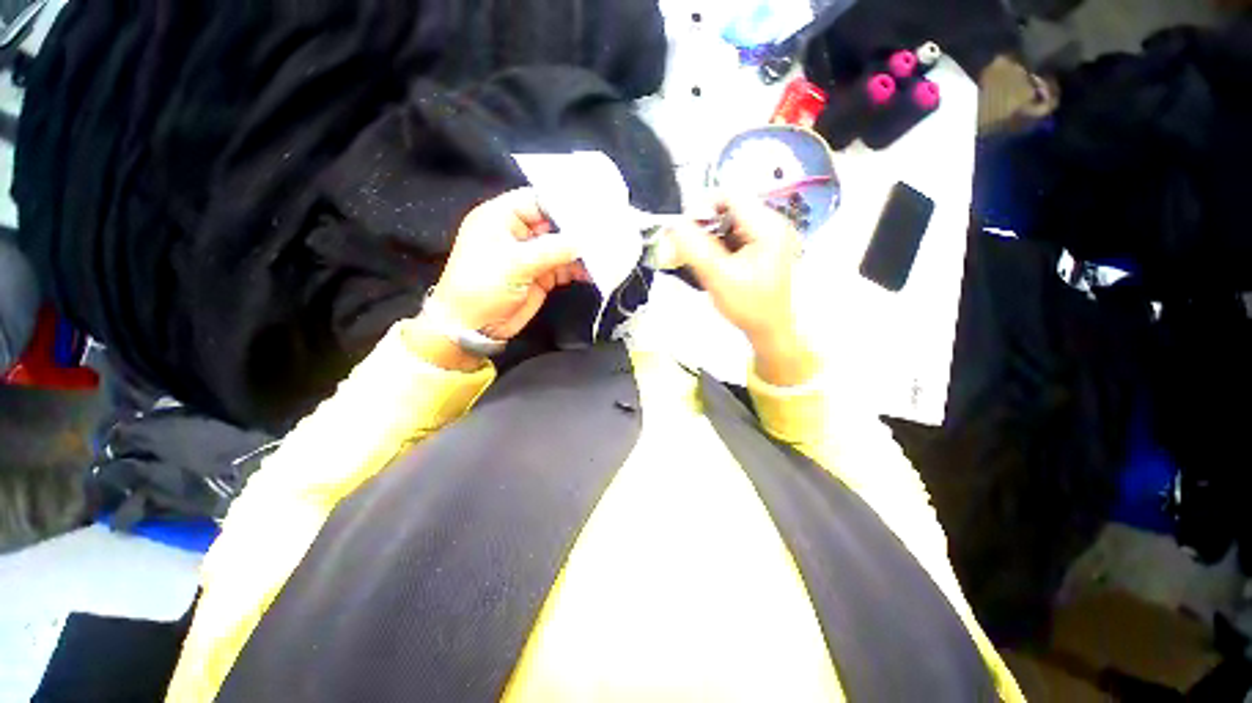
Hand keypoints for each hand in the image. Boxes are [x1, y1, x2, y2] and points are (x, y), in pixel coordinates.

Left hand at [411, 189, 588, 370]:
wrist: (473, 327)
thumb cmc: (482, 287)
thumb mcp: (514, 264)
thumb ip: (551, 250)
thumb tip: (583, 241)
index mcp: (501, 217)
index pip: (536, 200)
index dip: (562, 203)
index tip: (591, 209)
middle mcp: (518, 233)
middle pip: (554, 223)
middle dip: (577, 229)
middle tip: (605, 231)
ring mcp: (531, 255)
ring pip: (562, 247)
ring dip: (580, 251)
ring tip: (604, 253)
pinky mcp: (542, 275)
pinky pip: (564, 267)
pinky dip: (578, 269)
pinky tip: (594, 272)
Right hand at [666, 198, 819, 385]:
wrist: (770, 330)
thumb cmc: (748, 306)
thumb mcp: (718, 277)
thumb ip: (695, 249)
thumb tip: (673, 225)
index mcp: (768, 226)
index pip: (729, 195)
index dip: (703, 208)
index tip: (685, 232)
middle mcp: (773, 223)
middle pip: (730, 207)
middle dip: (706, 226)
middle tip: (692, 250)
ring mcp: (770, 235)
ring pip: (730, 222)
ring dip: (712, 237)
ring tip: (704, 260)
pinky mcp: (765, 246)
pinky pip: (736, 235)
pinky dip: (721, 245)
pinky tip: (716, 264)